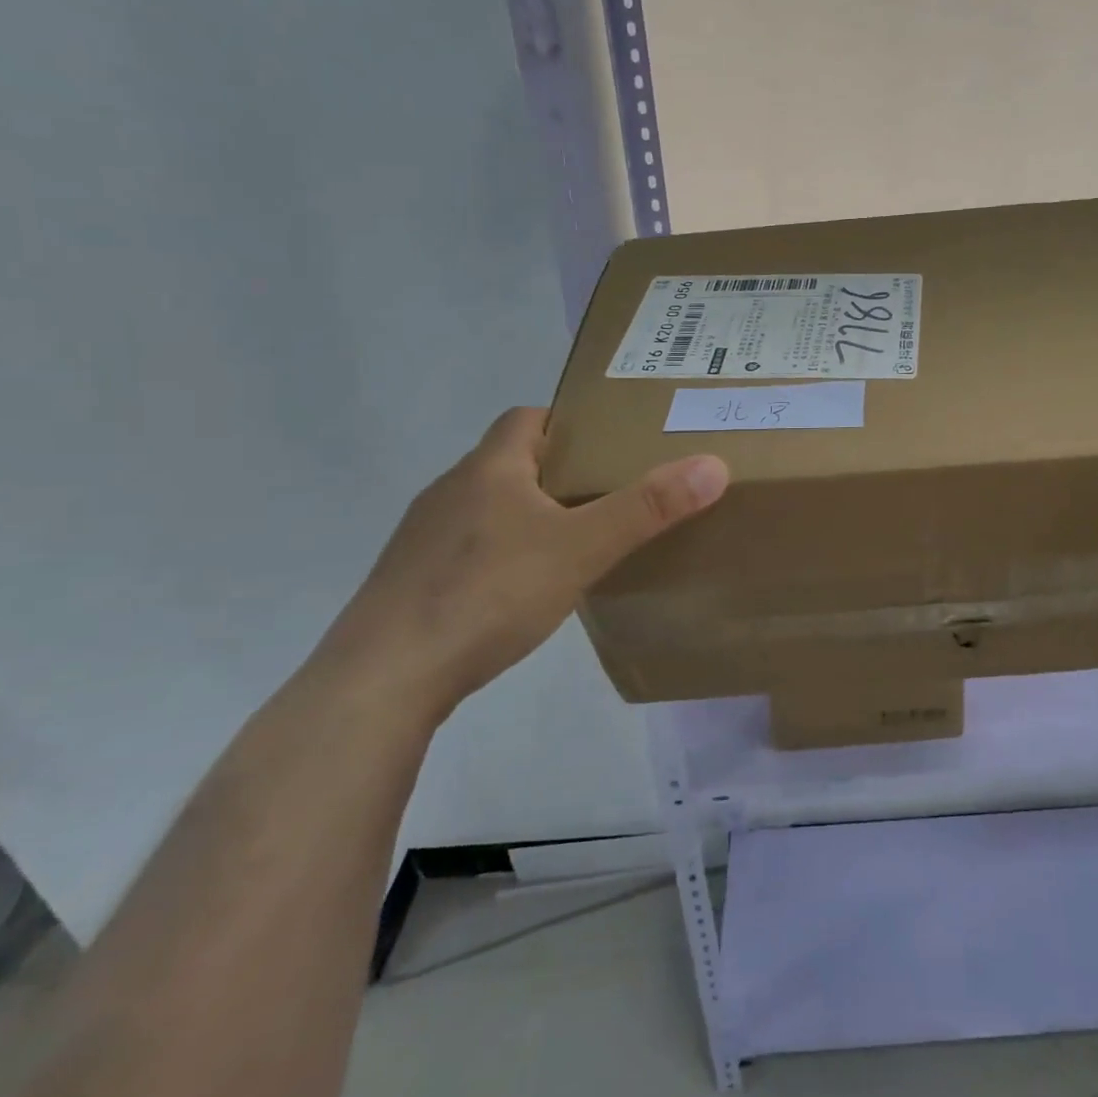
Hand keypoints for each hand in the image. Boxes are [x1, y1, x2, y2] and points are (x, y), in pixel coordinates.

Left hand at [313, 408, 726, 723]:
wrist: (384, 678)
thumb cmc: (488, 593)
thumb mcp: (581, 547)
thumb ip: (647, 507)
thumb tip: (713, 464)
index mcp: (490, 468)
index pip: (529, 418)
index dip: (569, 423)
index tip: (609, 445)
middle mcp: (451, 490)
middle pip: (512, 461)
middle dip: (559, 471)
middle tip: (609, 494)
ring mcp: (424, 537)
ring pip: (489, 507)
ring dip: (528, 514)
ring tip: (575, 542)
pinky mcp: (412, 581)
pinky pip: (468, 549)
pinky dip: (501, 555)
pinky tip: (522, 590)